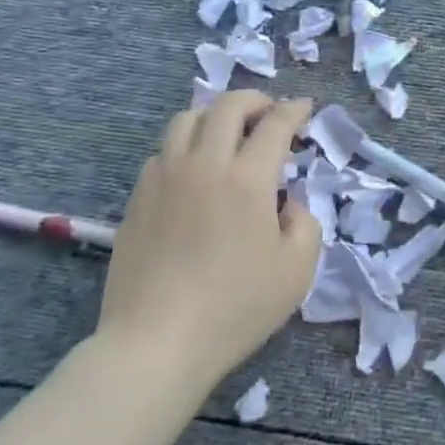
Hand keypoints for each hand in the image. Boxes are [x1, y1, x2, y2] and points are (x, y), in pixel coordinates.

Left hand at [95, 91, 318, 381]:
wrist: (156, 344)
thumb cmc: (235, 308)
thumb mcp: (297, 270)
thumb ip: (306, 224)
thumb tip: (290, 203)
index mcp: (248, 179)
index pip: (275, 124)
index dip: (294, 110)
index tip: (305, 107)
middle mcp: (204, 165)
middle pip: (226, 106)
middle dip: (254, 100)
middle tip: (269, 113)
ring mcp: (164, 178)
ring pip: (186, 119)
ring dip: (214, 116)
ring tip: (228, 133)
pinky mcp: (137, 198)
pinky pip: (162, 151)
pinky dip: (185, 146)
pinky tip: (194, 170)